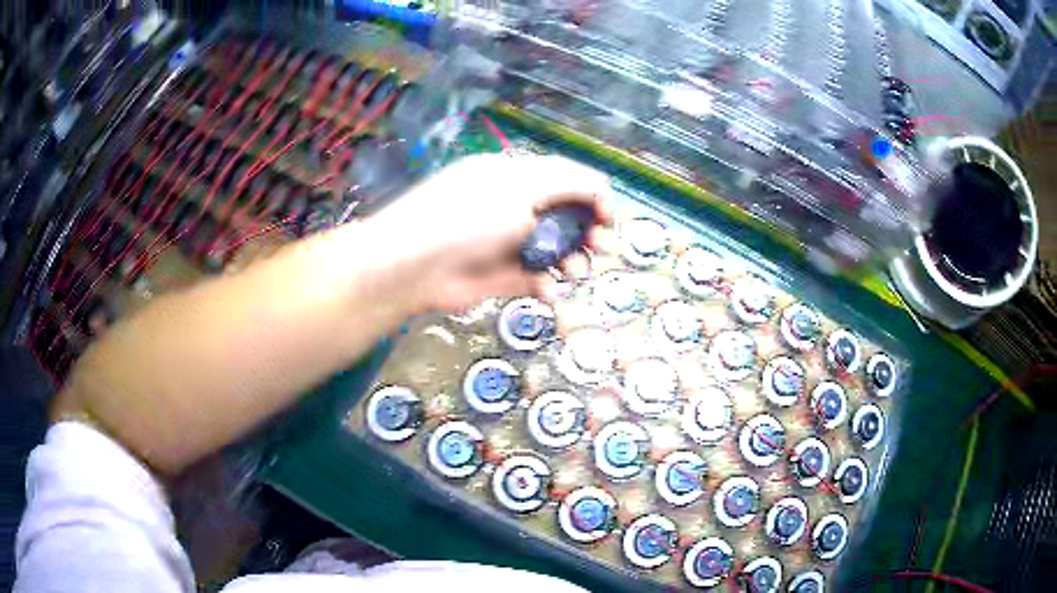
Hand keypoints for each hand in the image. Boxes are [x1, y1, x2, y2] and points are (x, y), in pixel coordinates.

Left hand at [370, 152, 611, 312]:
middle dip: (589, 230)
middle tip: (602, 248)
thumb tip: (602, 189)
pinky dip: (547, 283)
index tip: (609, 219)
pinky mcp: (503, 276)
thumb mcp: (521, 187)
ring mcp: (509, 243)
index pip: (566, 180)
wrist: (416, 265)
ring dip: (573, 258)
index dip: (593, 196)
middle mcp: (515, 207)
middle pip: (566, 216)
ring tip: (574, 270)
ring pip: (556, 249)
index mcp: (517, 177)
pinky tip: (547, 288)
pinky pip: (537, 277)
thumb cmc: (469, 216)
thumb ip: (568, 183)